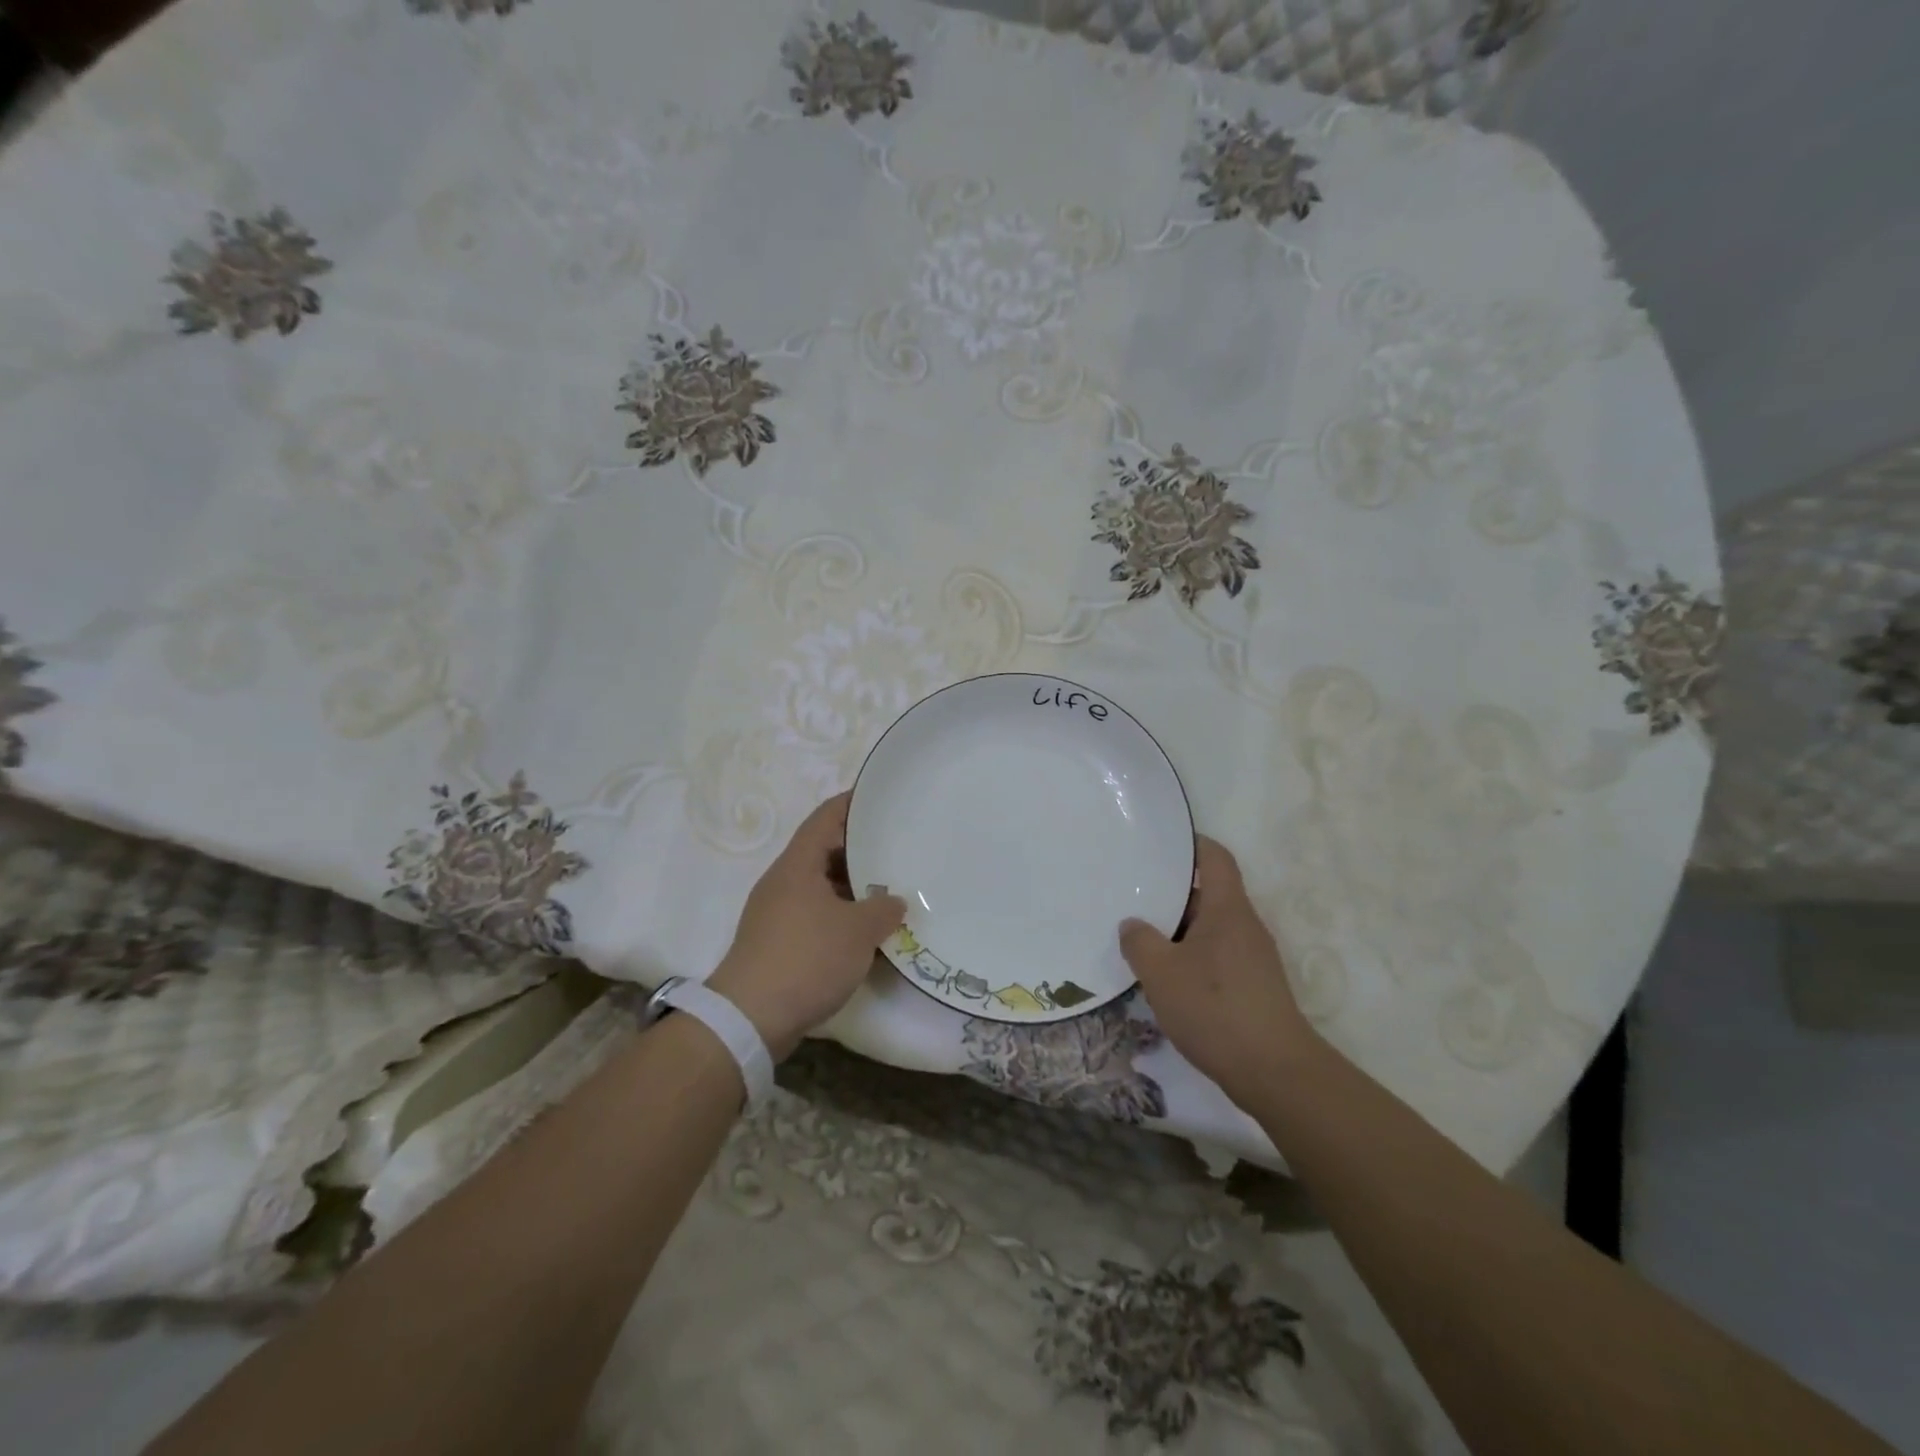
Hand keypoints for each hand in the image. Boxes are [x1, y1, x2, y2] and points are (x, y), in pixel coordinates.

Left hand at [707, 792, 906, 1059]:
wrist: (751, 1018)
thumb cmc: (807, 958)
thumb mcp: (858, 931)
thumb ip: (883, 909)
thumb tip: (894, 902)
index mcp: (798, 864)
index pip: (826, 817)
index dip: (853, 803)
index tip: (882, 796)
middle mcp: (784, 881)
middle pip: (825, 850)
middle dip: (861, 848)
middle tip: (898, 846)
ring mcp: (777, 913)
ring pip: (822, 886)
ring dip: (853, 887)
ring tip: (891, 888)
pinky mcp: (778, 942)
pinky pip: (816, 915)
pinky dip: (841, 915)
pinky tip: (867, 931)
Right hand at [1119, 837, 1314, 1109]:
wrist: (1275, 1072)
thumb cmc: (1215, 1007)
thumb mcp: (1161, 972)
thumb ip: (1140, 941)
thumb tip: (1133, 925)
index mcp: (1228, 909)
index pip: (1216, 858)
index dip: (1191, 844)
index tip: (1160, 844)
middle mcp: (1245, 926)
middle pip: (1208, 895)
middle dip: (1172, 894)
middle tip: (1132, 895)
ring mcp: (1253, 959)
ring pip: (1209, 930)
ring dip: (1178, 932)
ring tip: (1140, 939)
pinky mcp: (1254, 988)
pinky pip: (1216, 958)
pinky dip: (1190, 959)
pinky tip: (1165, 979)